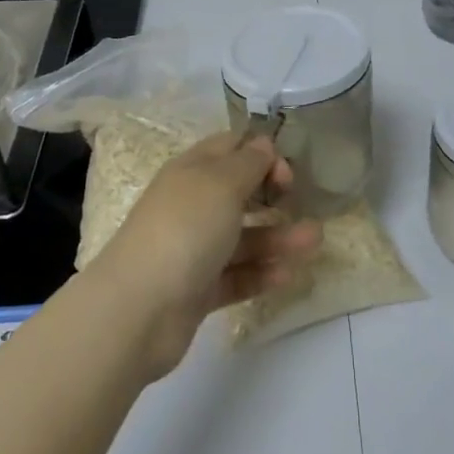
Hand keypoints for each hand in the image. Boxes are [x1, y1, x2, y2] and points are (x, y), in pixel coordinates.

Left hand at [92, 132, 321, 380]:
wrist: (138, 309)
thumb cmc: (185, 229)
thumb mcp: (222, 183)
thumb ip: (249, 163)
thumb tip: (263, 144)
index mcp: (192, 171)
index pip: (230, 148)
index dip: (261, 153)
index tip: (287, 173)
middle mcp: (192, 206)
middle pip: (239, 194)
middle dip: (273, 197)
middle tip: (302, 203)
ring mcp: (193, 249)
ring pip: (243, 238)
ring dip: (278, 238)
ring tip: (314, 241)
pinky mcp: (198, 290)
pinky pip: (236, 275)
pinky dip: (261, 273)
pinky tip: (288, 275)